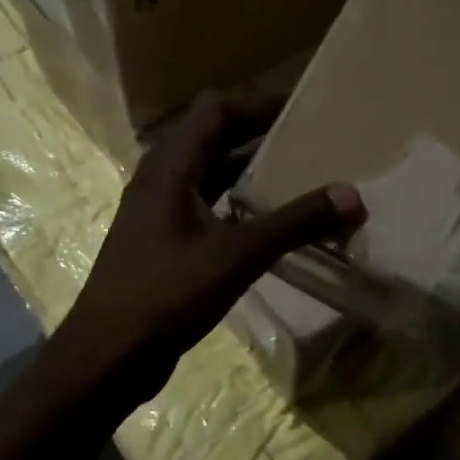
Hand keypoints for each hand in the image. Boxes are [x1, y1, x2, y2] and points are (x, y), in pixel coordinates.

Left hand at [49, 92, 364, 407]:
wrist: (107, 357)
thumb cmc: (165, 294)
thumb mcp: (237, 255)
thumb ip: (295, 223)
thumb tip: (352, 195)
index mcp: (169, 167)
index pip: (214, 109)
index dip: (257, 102)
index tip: (303, 108)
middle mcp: (160, 179)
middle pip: (212, 137)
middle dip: (259, 133)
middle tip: (309, 139)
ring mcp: (158, 212)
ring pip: (209, 174)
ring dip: (249, 169)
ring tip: (298, 174)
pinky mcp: (163, 242)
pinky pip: (206, 205)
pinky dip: (237, 203)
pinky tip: (269, 222)